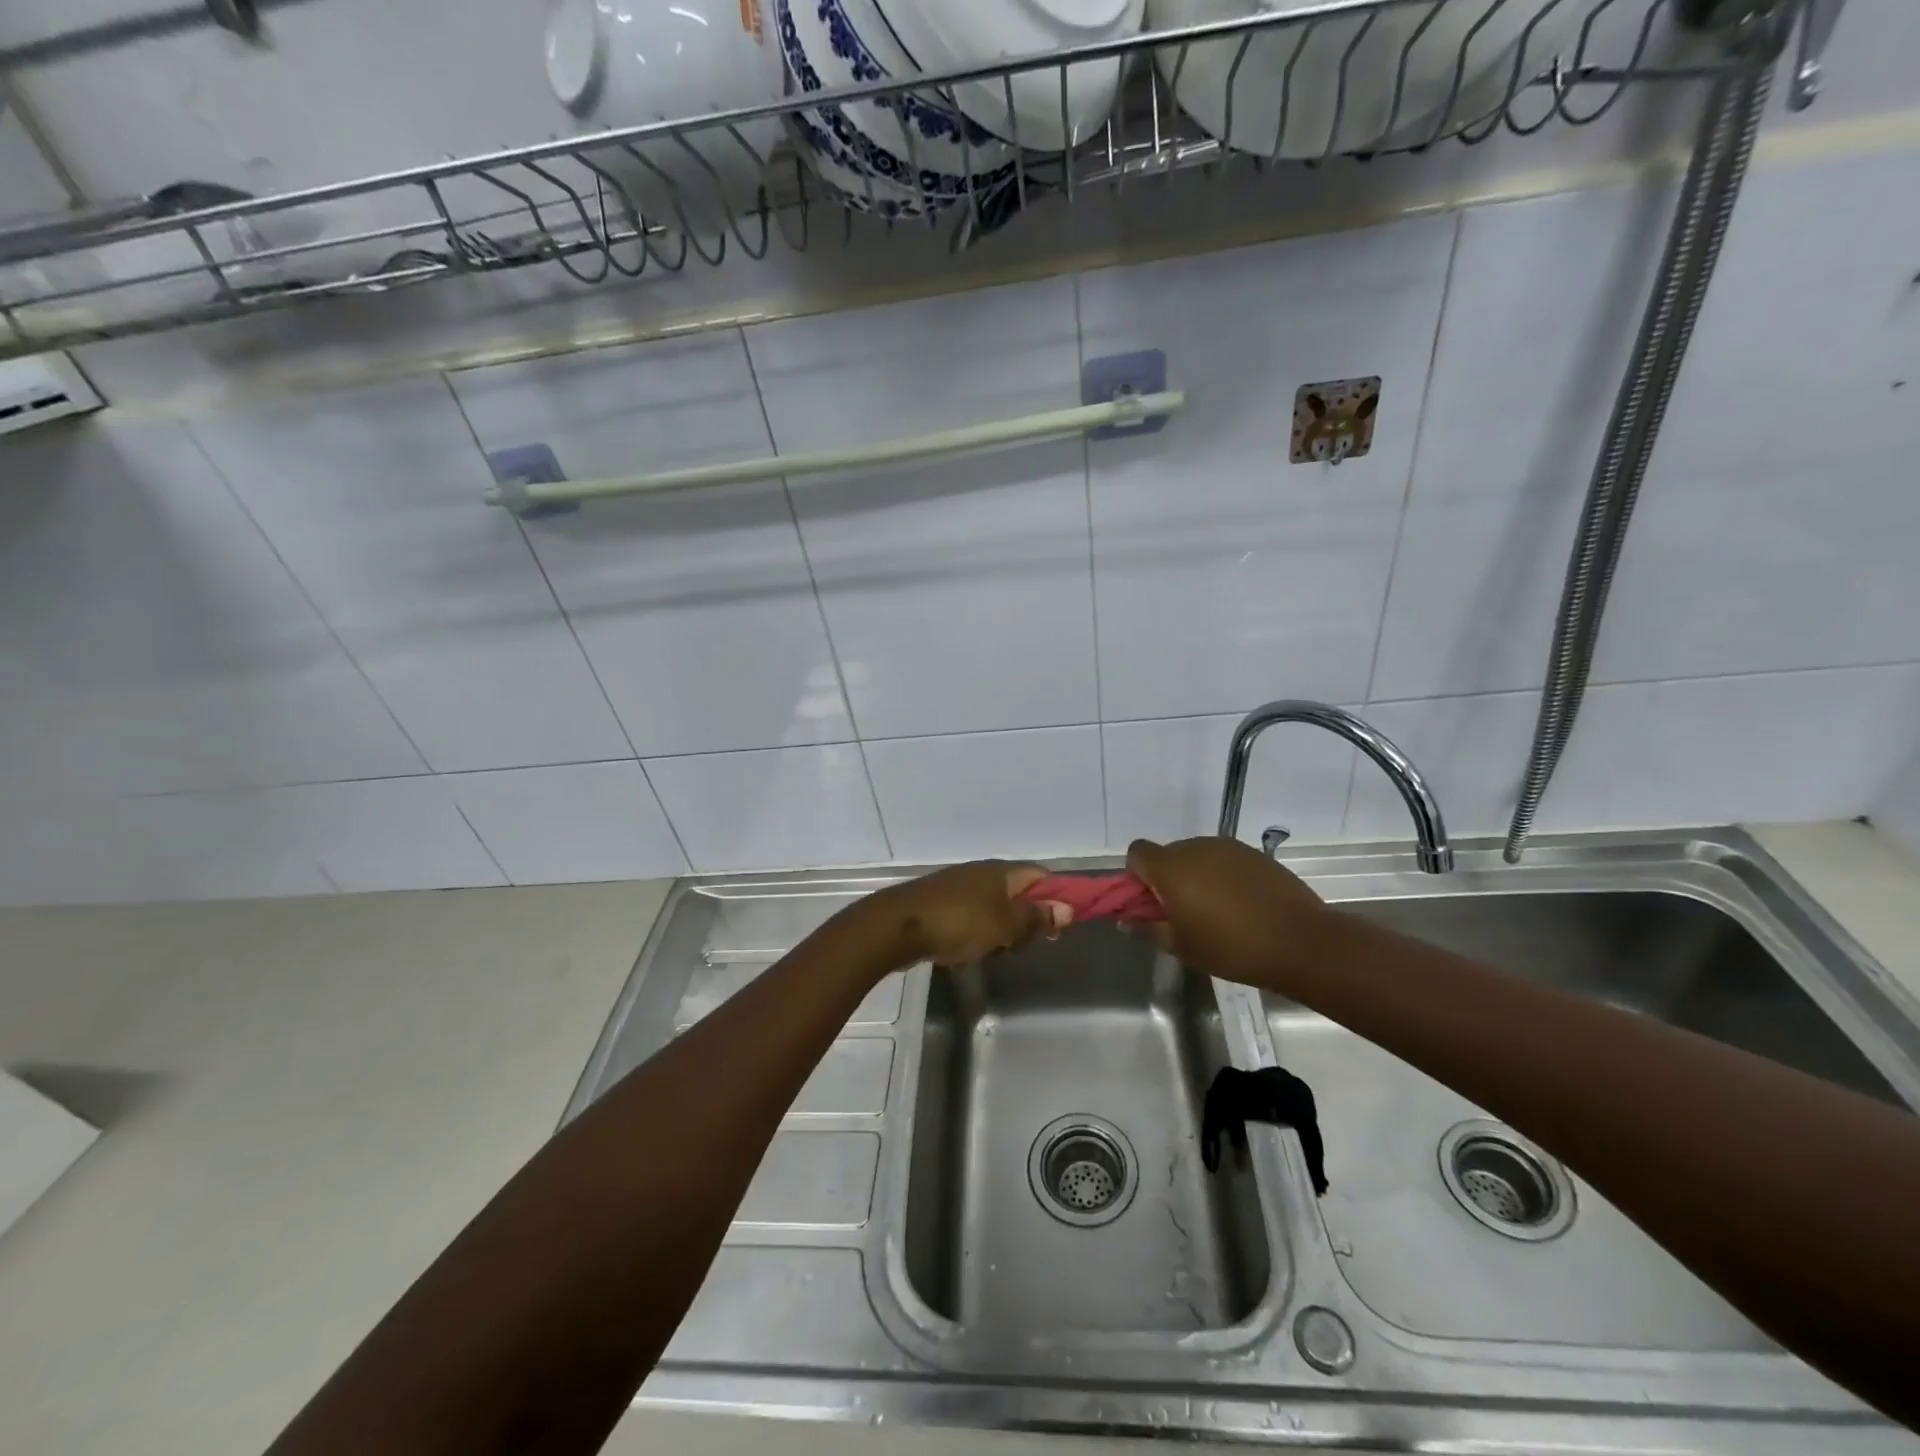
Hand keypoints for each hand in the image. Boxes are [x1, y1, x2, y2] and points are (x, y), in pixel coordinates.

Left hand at [865, 861, 1069, 967]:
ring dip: (1002, 930)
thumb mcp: (1005, 924)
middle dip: (1026, 919)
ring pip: (995, 908)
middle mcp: (982, 873)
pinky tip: (972, 951)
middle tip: (1024, 945)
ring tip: (997, 952)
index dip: (1056, 897)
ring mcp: (959, 887)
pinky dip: (979, 933)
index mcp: (1001, 872)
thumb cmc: (958, 922)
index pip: (1040, 876)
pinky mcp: (941, 904)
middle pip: (1018, 893)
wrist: (898, 925)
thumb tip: (1067, 907)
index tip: (1060, 925)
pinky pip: (972, 917)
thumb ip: (1036, 917)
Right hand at [1126, 836, 1327, 986]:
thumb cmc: (1231, 947)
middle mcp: (1195, 847)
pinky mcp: (1254, 853)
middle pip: (1167, 854)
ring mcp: (1227, 847)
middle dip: (1168, 878)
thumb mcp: (1181, 946)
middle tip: (1183, 913)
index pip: (1137, 853)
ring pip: (1197, 856)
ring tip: (1217, 911)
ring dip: (1196, 876)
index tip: (1151, 902)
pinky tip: (1242, 905)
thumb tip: (1126, 920)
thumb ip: (1148, 928)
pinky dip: (1223, 876)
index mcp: (1170, 867)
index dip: (1137, 875)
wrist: (1300, 942)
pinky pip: (1224, 860)